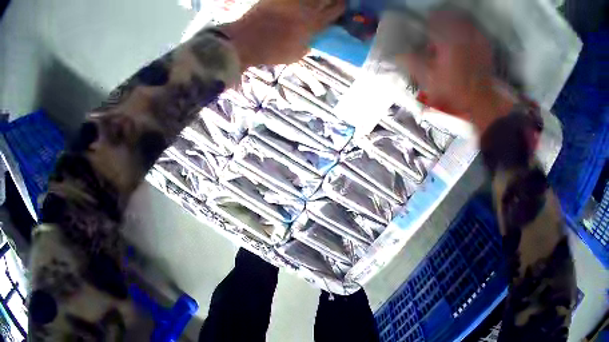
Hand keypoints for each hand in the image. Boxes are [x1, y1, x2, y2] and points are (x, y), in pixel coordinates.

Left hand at [222, 0, 344, 68]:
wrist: (244, 42)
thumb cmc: (270, 52)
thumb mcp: (295, 55)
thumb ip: (308, 45)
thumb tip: (312, 40)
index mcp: (313, 24)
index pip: (334, 11)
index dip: (341, 6)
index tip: (343, 4)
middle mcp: (305, 9)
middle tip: (334, 0)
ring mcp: (290, 1)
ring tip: (317, 2)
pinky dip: (295, 1)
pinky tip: (297, 3)